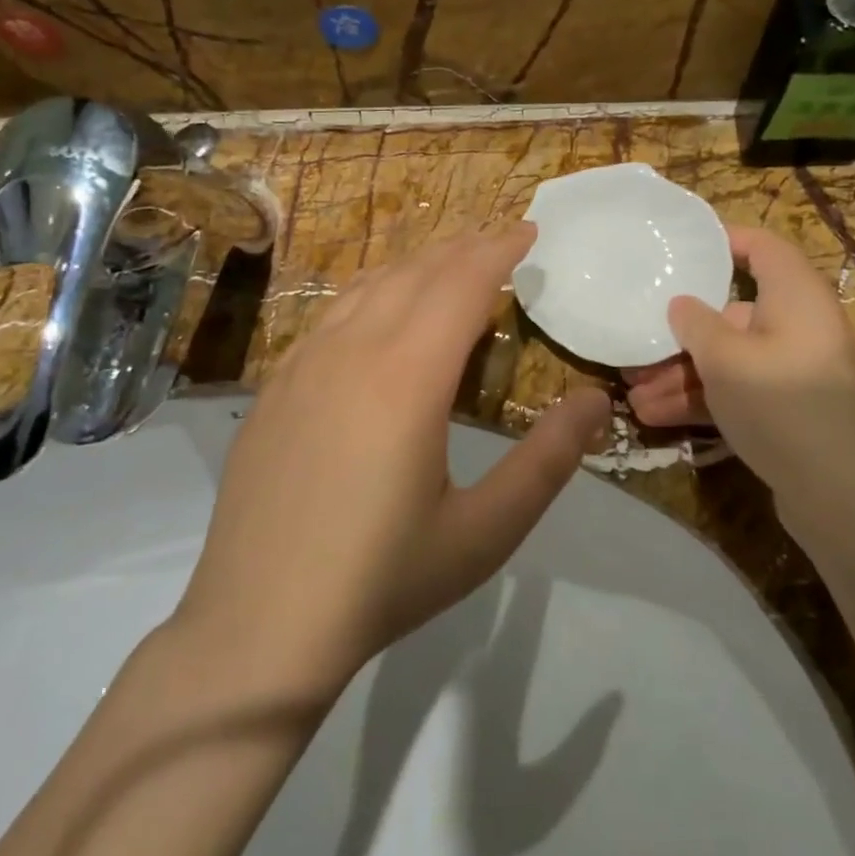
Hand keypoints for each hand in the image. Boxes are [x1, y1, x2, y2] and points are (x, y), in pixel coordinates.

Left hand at [173, 225, 611, 698]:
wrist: (259, 625)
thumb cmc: (384, 580)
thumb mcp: (485, 531)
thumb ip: (547, 461)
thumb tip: (595, 401)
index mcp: (408, 377)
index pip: (462, 283)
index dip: (499, 249)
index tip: (529, 230)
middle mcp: (352, 351)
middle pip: (416, 272)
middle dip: (464, 247)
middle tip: (500, 240)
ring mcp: (303, 365)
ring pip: (368, 286)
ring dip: (416, 264)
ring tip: (449, 264)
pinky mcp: (275, 388)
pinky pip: (331, 314)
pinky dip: (371, 292)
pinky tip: (379, 311)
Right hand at [624, 227, 854, 533]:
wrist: (841, 494)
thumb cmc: (782, 402)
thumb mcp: (726, 358)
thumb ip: (696, 324)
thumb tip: (681, 304)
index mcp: (794, 296)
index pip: (763, 248)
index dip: (724, 241)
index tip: (680, 248)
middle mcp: (796, 327)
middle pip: (731, 313)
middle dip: (680, 332)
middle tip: (636, 342)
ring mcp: (791, 372)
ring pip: (727, 359)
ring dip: (680, 374)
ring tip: (631, 393)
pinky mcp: (784, 411)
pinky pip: (735, 392)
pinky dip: (700, 400)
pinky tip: (653, 416)